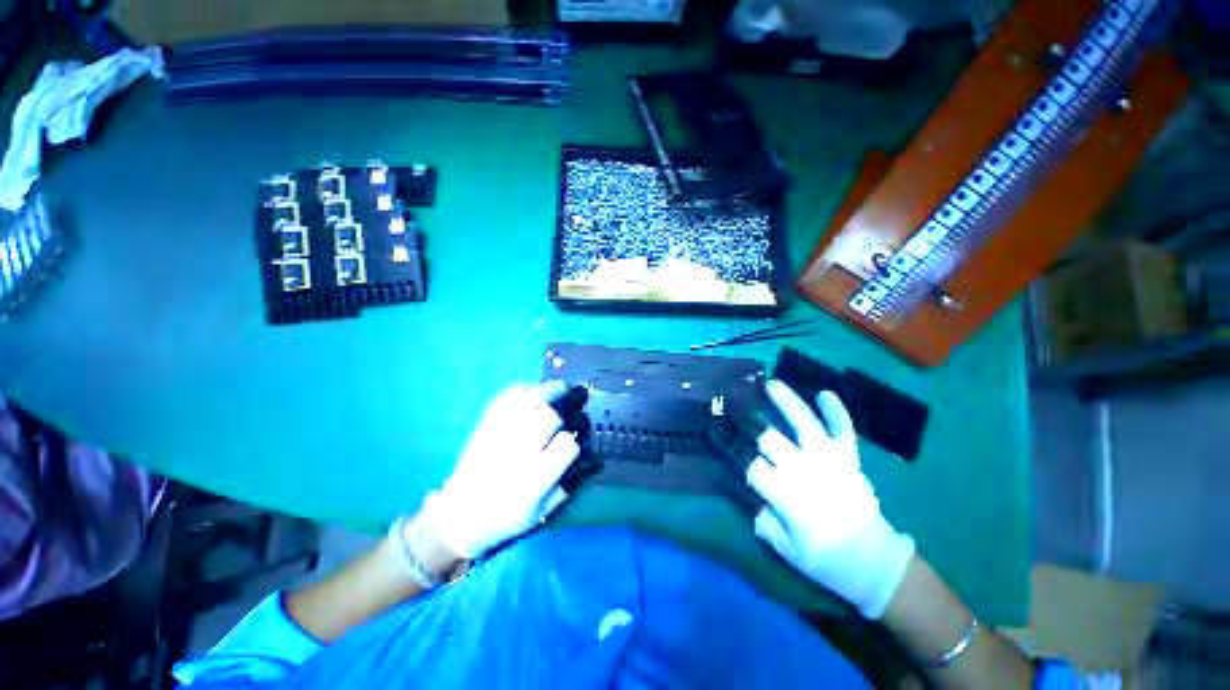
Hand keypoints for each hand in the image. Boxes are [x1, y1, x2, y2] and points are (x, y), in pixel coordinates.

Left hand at [420, 381, 579, 559]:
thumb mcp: (542, 512)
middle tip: (574, 400)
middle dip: (564, 406)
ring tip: (560, 388)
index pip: (566, 445)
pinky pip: (506, 398)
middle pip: (547, 417)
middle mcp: (516, 454)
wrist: (459, 515)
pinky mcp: (485, 426)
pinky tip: (535, 391)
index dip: (575, 436)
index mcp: (533, 480)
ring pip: (527, 401)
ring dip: (547, 390)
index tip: (577, 433)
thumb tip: (588, 456)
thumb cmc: (505, 517)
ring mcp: (498, 436)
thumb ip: (567, 483)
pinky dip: (524, 389)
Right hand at [747, 380, 914, 619]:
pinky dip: (836, 411)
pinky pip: (843, 429)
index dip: (739, 458)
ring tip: (772, 384)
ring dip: (787, 402)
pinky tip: (824, 393)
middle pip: (770, 439)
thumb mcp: (786, 549)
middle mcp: (805, 470)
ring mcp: (829, 460)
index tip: (729, 450)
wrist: (875, 562)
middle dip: (753, 427)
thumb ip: (764, 521)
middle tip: (741, 416)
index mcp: (787, 495)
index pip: (753, 467)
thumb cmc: (826, 558)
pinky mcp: (849, 458)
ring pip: (804, 423)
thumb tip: (753, 499)